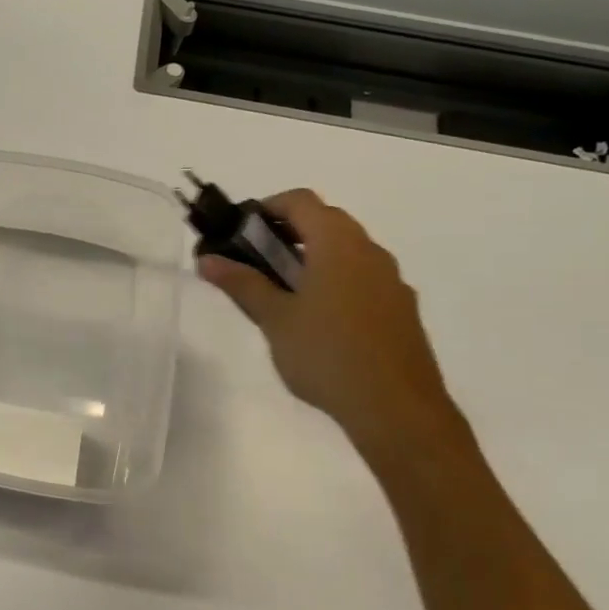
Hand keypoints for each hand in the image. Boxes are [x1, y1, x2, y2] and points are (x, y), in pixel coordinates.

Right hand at [199, 190, 454, 448]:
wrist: (397, 408)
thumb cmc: (327, 354)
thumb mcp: (275, 319)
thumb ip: (242, 283)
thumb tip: (207, 258)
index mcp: (338, 244)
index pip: (301, 201)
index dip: (267, 207)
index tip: (240, 232)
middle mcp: (370, 251)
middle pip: (326, 221)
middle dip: (287, 233)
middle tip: (254, 262)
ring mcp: (391, 280)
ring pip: (346, 251)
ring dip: (312, 258)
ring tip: (282, 294)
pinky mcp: (401, 309)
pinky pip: (362, 278)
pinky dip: (335, 281)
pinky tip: (319, 322)